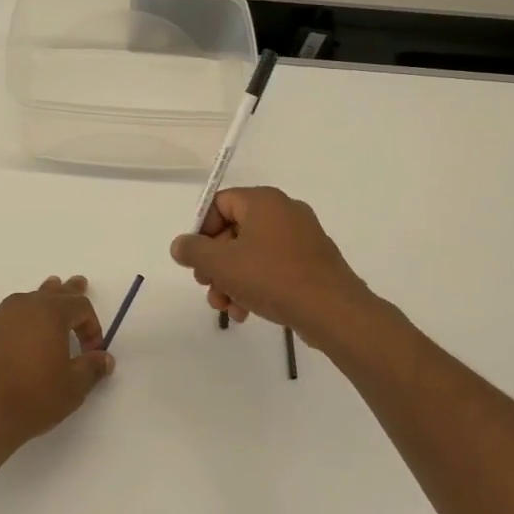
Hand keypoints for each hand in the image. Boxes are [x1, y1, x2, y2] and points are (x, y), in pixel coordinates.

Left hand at [0, 276, 113, 462]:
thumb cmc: (33, 396)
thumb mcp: (72, 387)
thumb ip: (91, 368)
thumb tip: (105, 359)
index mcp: (50, 312)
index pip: (79, 305)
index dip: (92, 325)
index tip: (93, 351)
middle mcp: (23, 306)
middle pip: (52, 292)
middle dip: (68, 291)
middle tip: (79, 282)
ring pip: (28, 300)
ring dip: (43, 301)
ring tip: (49, 295)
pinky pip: (9, 316)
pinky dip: (21, 319)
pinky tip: (21, 332)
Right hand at [169, 187, 375, 343]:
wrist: (333, 311)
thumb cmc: (272, 277)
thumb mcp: (221, 263)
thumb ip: (193, 250)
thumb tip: (180, 245)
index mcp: (263, 201)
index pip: (219, 204)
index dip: (201, 231)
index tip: (195, 260)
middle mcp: (284, 212)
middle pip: (234, 231)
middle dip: (215, 263)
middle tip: (206, 286)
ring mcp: (302, 238)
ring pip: (252, 253)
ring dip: (232, 279)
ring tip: (226, 307)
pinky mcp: (312, 263)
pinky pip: (273, 267)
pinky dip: (255, 285)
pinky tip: (246, 312)